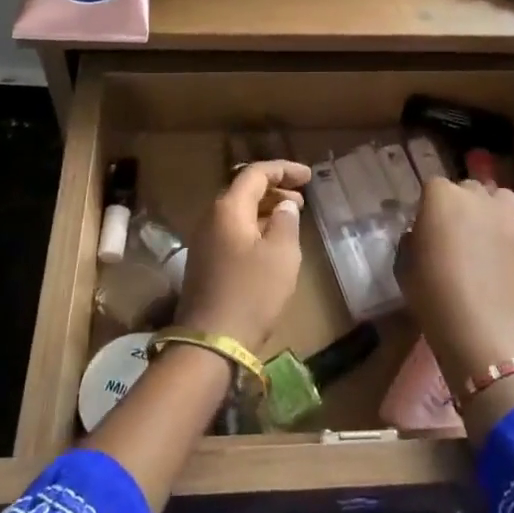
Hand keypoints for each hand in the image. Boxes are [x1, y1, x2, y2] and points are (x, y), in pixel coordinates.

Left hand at [176, 159, 311, 354]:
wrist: (211, 342)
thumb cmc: (252, 293)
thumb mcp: (281, 254)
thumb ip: (286, 221)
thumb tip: (284, 205)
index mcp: (228, 208)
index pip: (256, 174)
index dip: (284, 169)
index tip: (309, 176)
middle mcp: (211, 218)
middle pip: (244, 191)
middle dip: (275, 190)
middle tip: (302, 200)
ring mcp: (204, 242)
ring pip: (238, 213)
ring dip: (265, 211)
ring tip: (290, 219)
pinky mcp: (205, 263)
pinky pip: (233, 232)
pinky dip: (255, 229)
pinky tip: (271, 244)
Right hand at [397, 178, 513, 381]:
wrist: (481, 328)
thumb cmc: (432, 293)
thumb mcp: (404, 265)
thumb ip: (411, 239)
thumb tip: (420, 233)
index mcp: (441, 196)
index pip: (431, 186)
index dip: (426, 206)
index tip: (422, 227)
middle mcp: (474, 196)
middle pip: (465, 188)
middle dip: (457, 203)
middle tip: (448, 232)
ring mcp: (503, 215)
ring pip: (496, 197)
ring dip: (486, 207)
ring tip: (477, 233)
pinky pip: (510, 221)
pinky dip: (502, 229)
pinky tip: (493, 253)